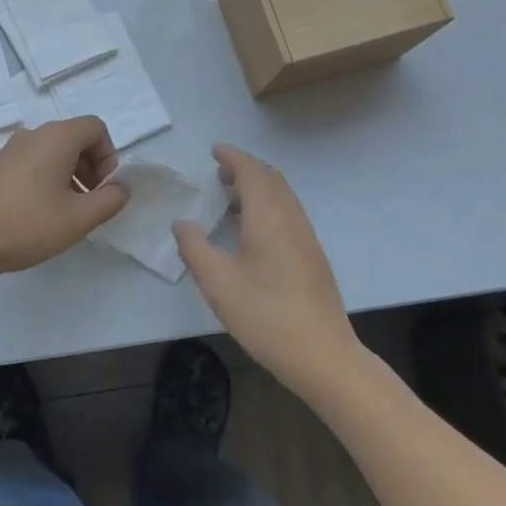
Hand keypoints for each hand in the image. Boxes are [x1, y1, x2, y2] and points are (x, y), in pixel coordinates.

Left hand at [0, 116, 127, 275]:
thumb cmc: (28, 225)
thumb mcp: (80, 218)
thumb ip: (110, 200)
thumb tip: (120, 188)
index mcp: (57, 137)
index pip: (96, 128)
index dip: (109, 156)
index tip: (103, 189)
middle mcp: (34, 134)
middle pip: (75, 137)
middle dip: (91, 167)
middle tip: (89, 202)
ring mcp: (10, 148)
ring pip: (53, 151)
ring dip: (69, 175)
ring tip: (66, 212)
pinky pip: (32, 162)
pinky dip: (46, 178)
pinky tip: (39, 212)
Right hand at [173, 144, 362, 398]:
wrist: (323, 355)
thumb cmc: (266, 316)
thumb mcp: (218, 283)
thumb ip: (195, 248)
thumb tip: (182, 223)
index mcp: (268, 217)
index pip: (252, 172)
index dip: (233, 157)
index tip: (214, 151)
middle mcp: (292, 219)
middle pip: (271, 179)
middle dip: (245, 169)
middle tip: (218, 173)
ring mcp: (307, 238)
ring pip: (283, 197)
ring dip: (258, 187)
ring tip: (230, 198)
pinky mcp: (313, 257)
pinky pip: (288, 213)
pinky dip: (268, 205)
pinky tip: (252, 230)